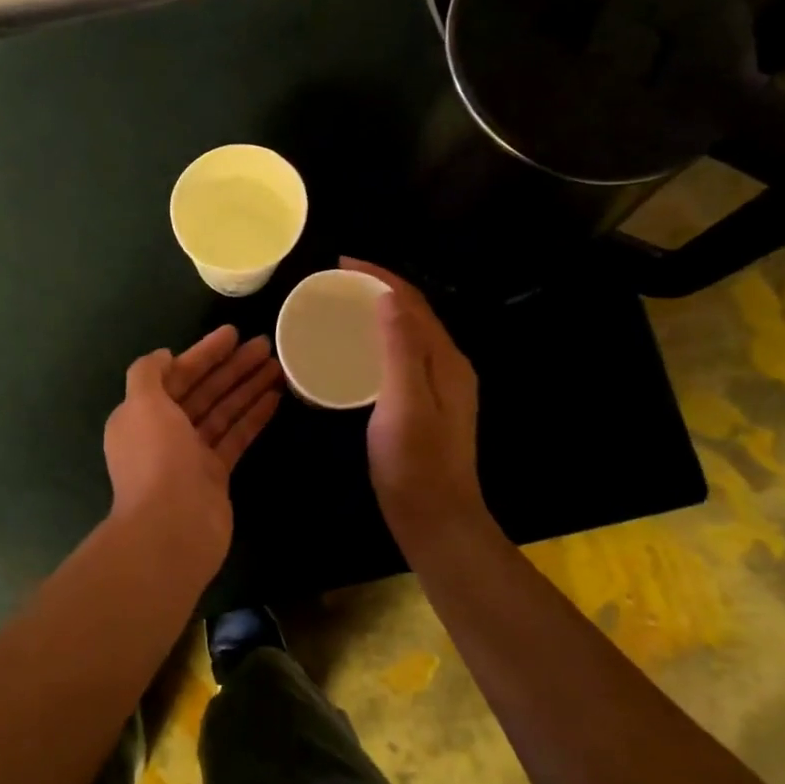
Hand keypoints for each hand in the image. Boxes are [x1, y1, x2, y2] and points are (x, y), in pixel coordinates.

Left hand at [103, 325, 282, 582]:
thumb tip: (163, 356)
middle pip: (202, 391)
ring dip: (247, 388)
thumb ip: (147, 374)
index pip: (176, 375)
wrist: (172, 528)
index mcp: (141, 414)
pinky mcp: (215, 475)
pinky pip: (235, 437)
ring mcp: (191, 455)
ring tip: (278, 365)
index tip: (232, 334)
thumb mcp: (141, 405)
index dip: (203, 353)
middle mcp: (164, 432)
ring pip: (222, 412)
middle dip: (231, 367)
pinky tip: (275, 397)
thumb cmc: (156, 459)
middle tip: (264, 344)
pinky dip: (253, 416)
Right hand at [341, 258, 485, 553]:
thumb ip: (400, 349)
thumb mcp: (403, 403)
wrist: (436, 519)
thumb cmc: (415, 464)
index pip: (413, 302)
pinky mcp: (425, 405)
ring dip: (379, 313)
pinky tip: (355, 352)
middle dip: (378, 289)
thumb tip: (388, 296)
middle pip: (414, 313)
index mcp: (446, 359)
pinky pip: (402, 357)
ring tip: (341, 307)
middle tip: (336, 282)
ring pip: (408, 334)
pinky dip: (378, 341)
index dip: (379, 276)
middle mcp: (448, 366)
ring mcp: (439, 387)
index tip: (340, 264)